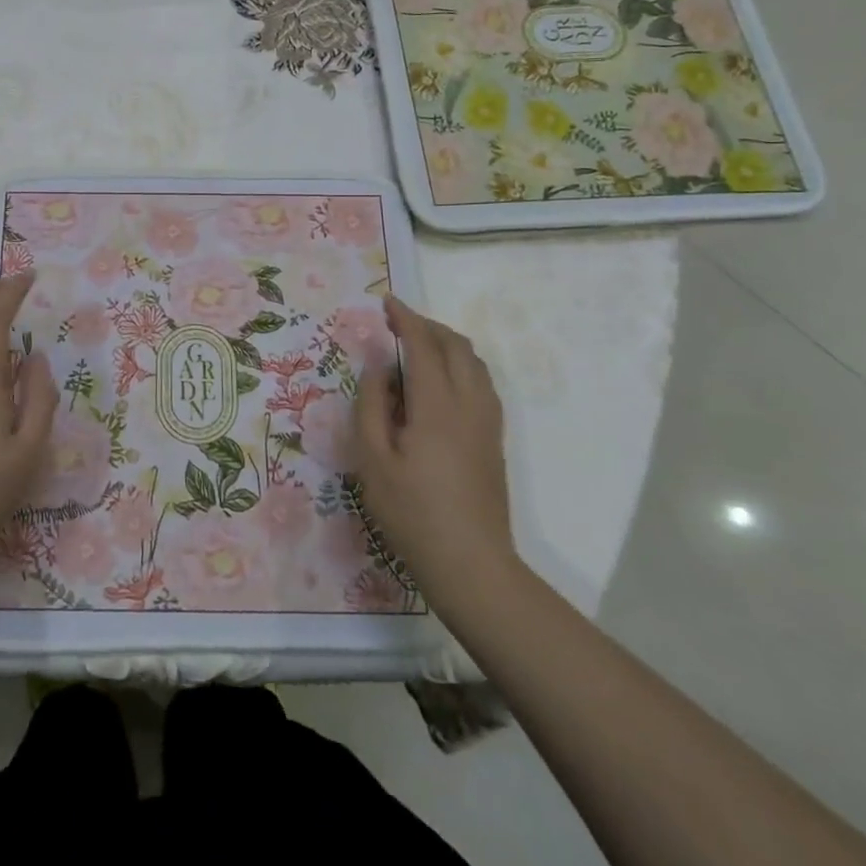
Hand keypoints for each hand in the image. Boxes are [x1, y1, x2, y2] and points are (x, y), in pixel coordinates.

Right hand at [352, 295, 517, 612]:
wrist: (471, 563)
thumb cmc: (411, 511)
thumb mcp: (373, 459)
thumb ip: (371, 404)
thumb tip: (376, 363)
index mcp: (437, 405)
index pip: (423, 345)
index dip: (405, 319)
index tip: (386, 302)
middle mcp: (470, 404)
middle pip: (456, 347)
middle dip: (427, 326)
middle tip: (397, 323)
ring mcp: (488, 423)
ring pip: (475, 364)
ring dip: (447, 343)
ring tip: (417, 346)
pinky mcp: (494, 440)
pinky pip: (482, 383)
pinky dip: (461, 365)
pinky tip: (440, 382)